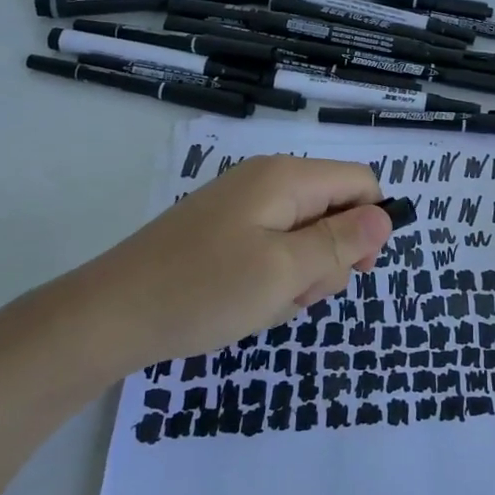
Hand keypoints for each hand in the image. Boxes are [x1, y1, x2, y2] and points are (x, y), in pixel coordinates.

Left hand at [41, 155, 392, 378]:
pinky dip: (272, 280)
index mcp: (286, 178)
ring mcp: (243, 207)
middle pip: (334, 211)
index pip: (360, 183)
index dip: (370, 225)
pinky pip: (273, 250)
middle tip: (293, 293)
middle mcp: (267, 181)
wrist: (108, 317)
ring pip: (304, 237)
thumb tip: (386, 217)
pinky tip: (245, 303)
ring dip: (299, 276)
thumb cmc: (203, 291)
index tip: (354, 270)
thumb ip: (342, 242)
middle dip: (328, 259)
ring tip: (263, 303)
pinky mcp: (224, 233)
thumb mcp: (285, 271)